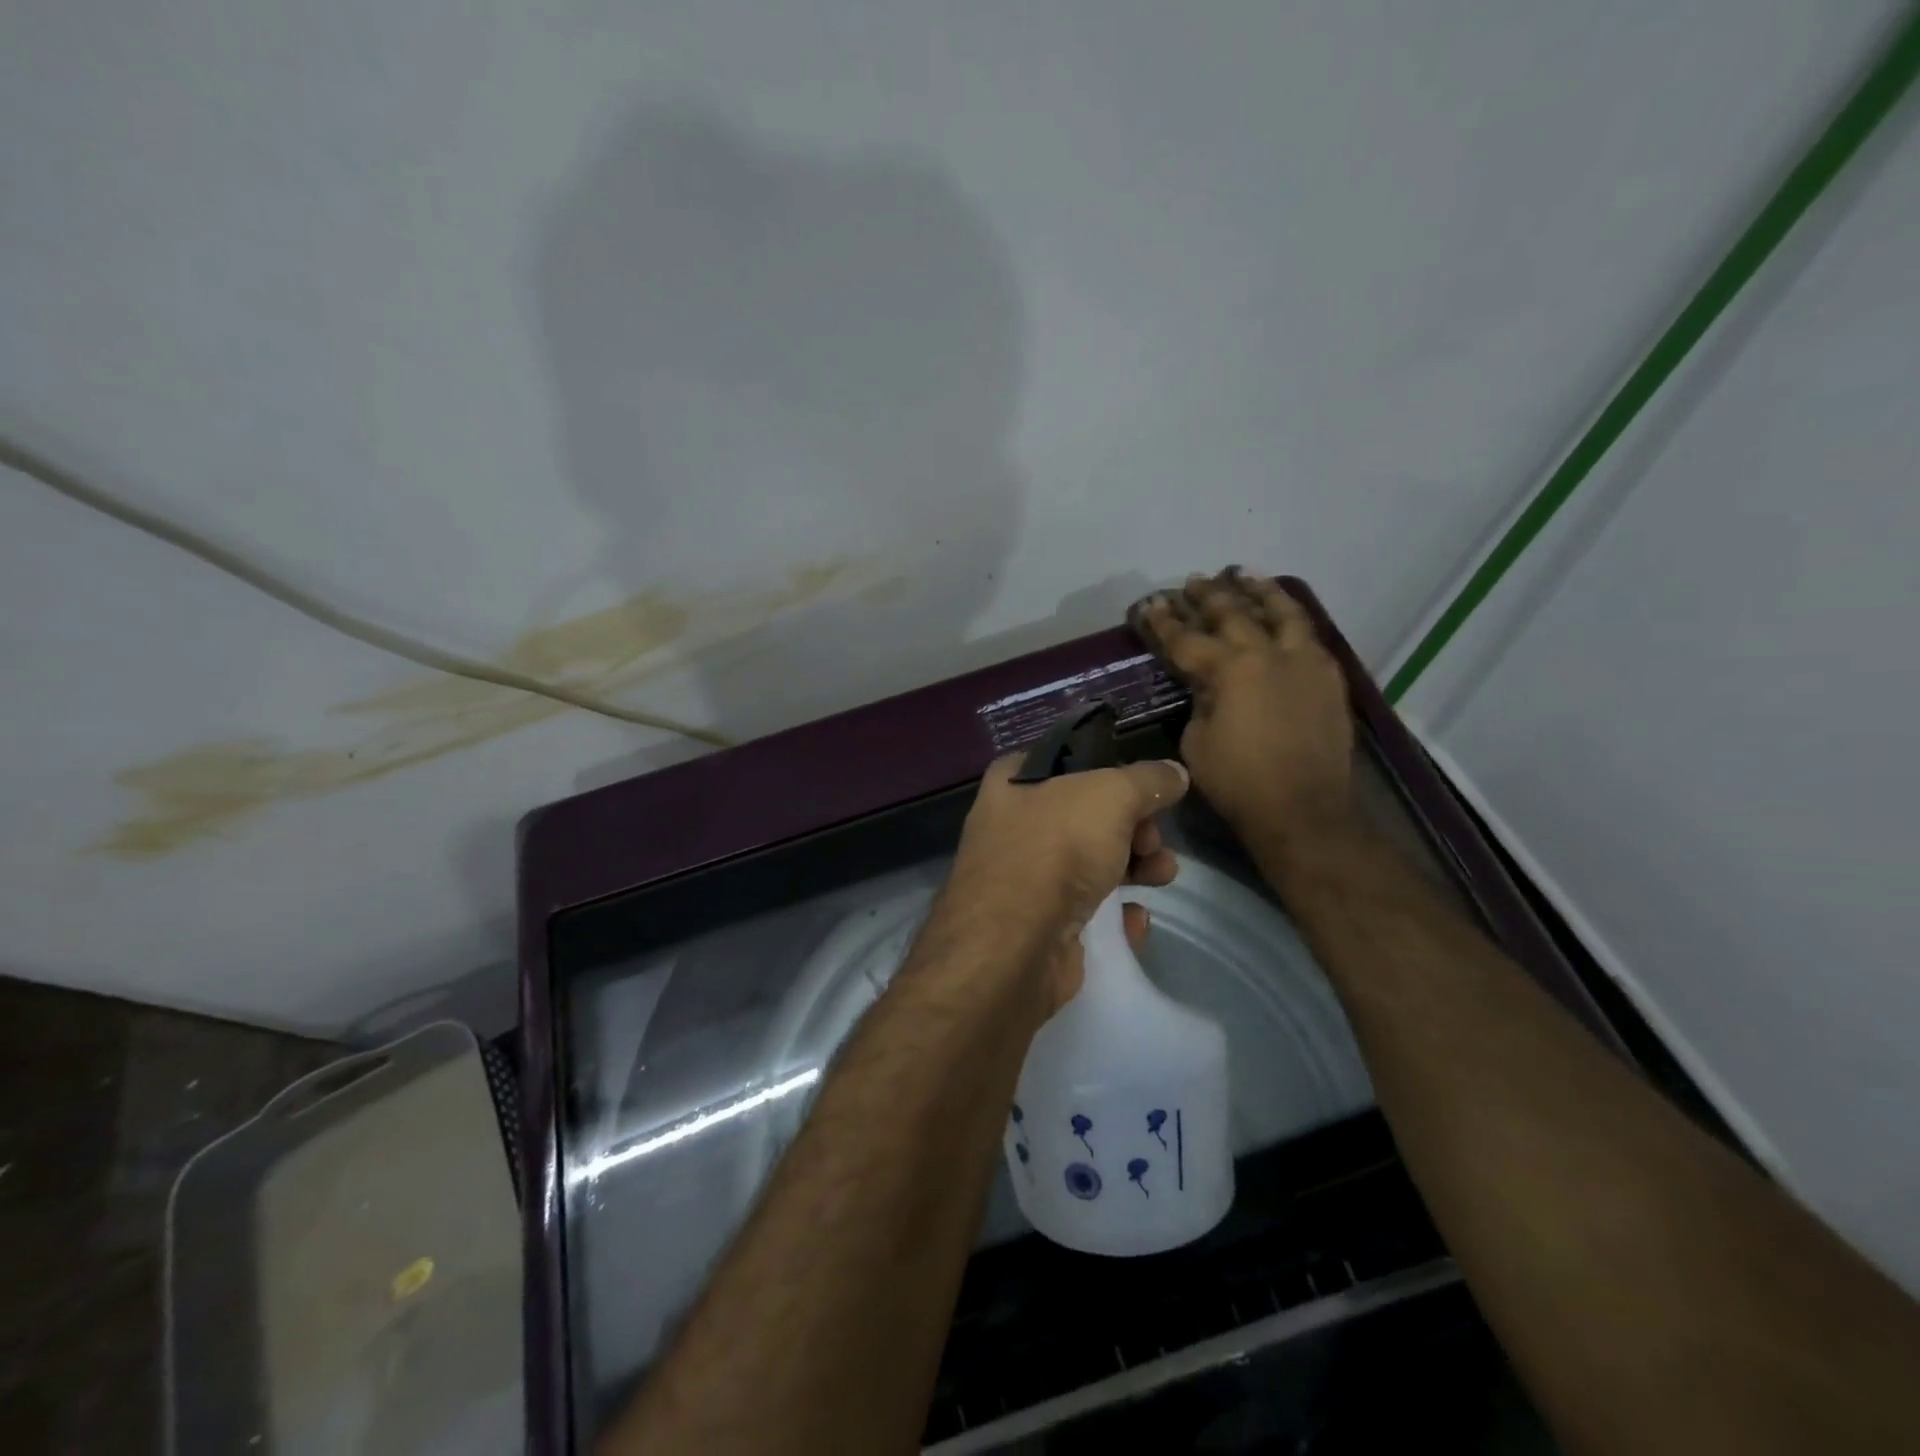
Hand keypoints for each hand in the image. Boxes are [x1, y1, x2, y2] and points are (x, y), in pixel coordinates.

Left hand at [934, 754, 1189, 1010]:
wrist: (1015, 946)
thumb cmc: (1055, 848)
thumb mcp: (1111, 795)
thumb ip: (1148, 781)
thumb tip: (1174, 774)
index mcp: (1013, 782)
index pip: (1065, 760)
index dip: (1108, 768)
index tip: (1145, 786)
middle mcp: (1012, 825)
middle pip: (1086, 815)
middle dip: (1133, 826)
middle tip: (1153, 840)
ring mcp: (1024, 878)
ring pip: (1090, 863)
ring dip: (1135, 867)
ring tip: (1162, 876)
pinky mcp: (1039, 926)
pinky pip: (1087, 911)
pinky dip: (1116, 913)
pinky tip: (1136, 918)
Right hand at [1131, 568, 1353, 845]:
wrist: (1303, 810)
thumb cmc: (1238, 782)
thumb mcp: (1196, 742)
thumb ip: (1200, 702)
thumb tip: (1208, 686)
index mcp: (1230, 670)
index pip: (1187, 638)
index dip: (1164, 622)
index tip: (1150, 604)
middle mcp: (1269, 654)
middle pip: (1233, 614)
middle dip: (1208, 596)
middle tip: (1193, 581)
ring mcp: (1304, 662)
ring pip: (1282, 612)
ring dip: (1259, 590)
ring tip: (1244, 573)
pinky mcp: (1329, 677)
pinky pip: (1309, 635)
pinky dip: (1291, 617)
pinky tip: (1284, 614)